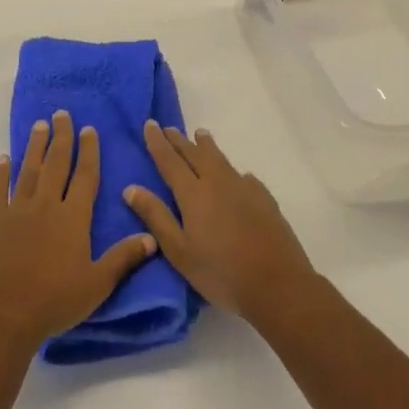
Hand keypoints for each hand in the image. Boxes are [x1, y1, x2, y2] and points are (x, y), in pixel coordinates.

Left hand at [0, 111, 155, 354]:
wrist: (4, 314)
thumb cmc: (55, 301)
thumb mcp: (97, 284)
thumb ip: (123, 258)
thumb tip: (152, 237)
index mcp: (73, 217)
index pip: (85, 176)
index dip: (89, 151)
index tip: (89, 129)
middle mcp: (46, 204)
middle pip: (56, 163)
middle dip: (62, 137)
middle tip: (62, 114)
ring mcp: (17, 209)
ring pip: (29, 170)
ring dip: (35, 146)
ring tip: (39, 125)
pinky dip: (0, 172)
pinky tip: (3, 159)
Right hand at [123, 121, 316, 324]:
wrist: (278, 284)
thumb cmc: (221, 273)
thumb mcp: (180, 252)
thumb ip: (156, 217)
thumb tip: (131, 188)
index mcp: (193, 193)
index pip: (170, 161)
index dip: (158, 142)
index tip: (150, 124)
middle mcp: (217, 182)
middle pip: (194, 154)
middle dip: (179, 141)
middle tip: (169, 128)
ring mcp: (244, 188)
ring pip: (220, 159)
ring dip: (207, 146)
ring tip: (201, 135)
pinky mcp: (264, 199)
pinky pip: (243, 177)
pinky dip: (233, 171)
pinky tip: (239, 176)